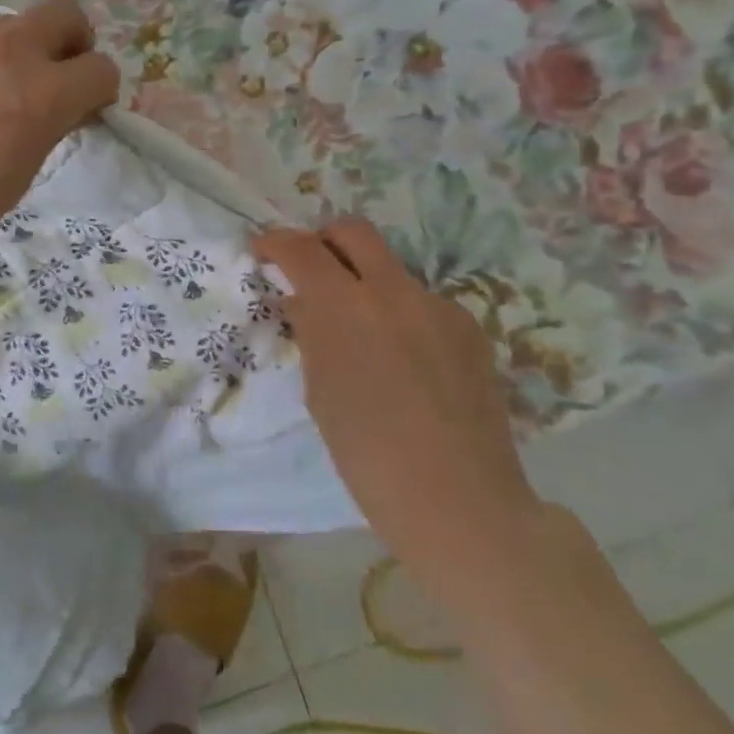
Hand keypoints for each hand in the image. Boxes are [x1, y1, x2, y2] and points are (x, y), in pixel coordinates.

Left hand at [0, 0, 120, 262]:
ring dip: (19, 51)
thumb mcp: (21, 173)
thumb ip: (47, 127)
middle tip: (55, 78)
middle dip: (71, 43)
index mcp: (43, 92)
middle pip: (63, 14)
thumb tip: (55, 109)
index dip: (98, 92)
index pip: (99, 68)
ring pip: (11, 24)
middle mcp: (8, 50)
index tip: (84, 111)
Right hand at [253, 219, 544, 614]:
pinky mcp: (471, 329)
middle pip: (354, 231)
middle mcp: (395, 293)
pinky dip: (399, 315)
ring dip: (365, 283)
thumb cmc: (367, 456)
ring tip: (359, 333)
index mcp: (345, 309)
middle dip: (323, 239)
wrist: (460, 501)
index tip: (262, 251)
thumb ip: (313, 336)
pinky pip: (422, 304)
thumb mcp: (320, 392)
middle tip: (309, 269)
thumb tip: (305, 303)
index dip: (275, 243)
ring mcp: (440, 307)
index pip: (302, 250)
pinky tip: (401, 360)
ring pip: (391, 270)